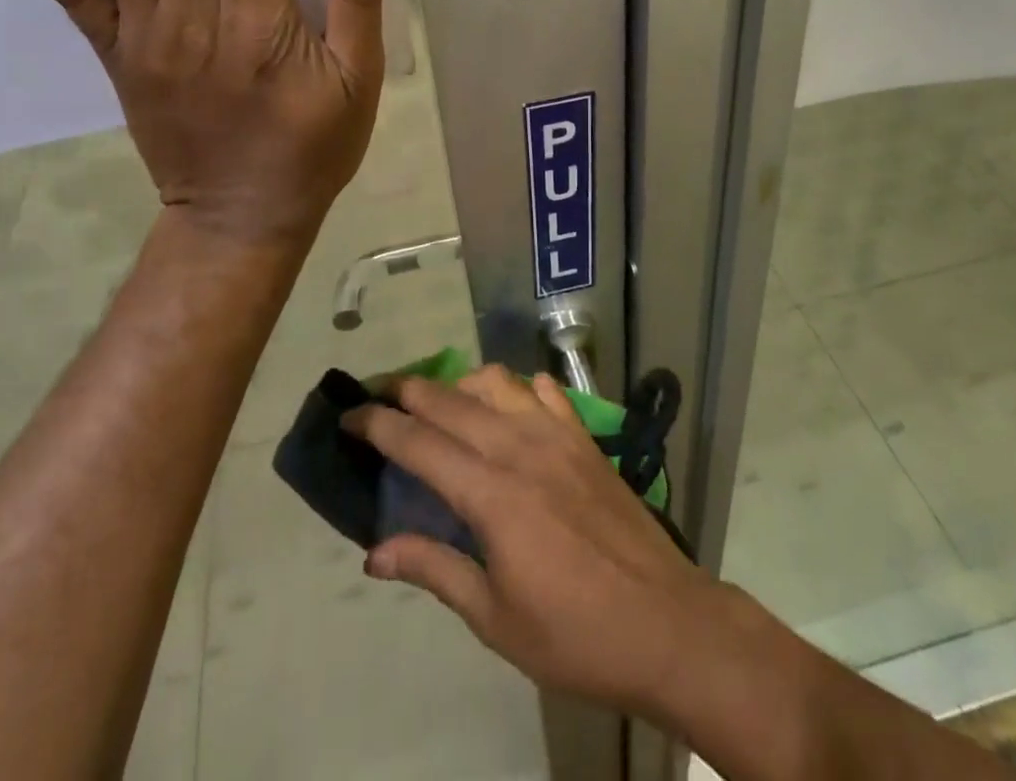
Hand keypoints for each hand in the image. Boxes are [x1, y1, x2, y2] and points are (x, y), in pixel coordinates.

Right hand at [343, 365, 725, 718]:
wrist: (666, 623)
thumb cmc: (574, 634)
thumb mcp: (494, 618)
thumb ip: (434, 570)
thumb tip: (375, 552)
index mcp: (490, 494)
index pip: (418, 442)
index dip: (377, 423)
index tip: (348, 414)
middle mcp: (518, 447)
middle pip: (450, 400)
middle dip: (407, 391)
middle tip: (379, 397)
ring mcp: (556, 434)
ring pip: (496, 381)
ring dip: (460, 384)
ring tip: (442, 406)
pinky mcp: (584, 436)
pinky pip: (544, 390)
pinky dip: (516, 387)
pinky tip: (510, 408)